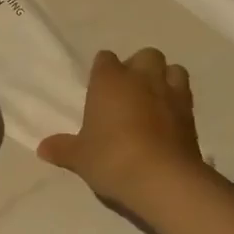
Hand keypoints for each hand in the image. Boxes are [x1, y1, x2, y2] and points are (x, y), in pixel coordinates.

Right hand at [38, 48, 208, 211]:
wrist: (163, 179)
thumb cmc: (112, 158)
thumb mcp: (80, 157)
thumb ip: (63, 149)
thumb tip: (42, 148)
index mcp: (110, 81)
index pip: (105, 59)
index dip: (103, 71)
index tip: (98, 88)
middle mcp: (142, 78)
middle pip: (145, 55)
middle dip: (139, 67)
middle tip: (128, 92)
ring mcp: (170, 94)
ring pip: (173, 69)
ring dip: (164, 78)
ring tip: (154, 100)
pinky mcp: (191, 114)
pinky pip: (185, 96)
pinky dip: (177, 102)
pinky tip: (168, 121)